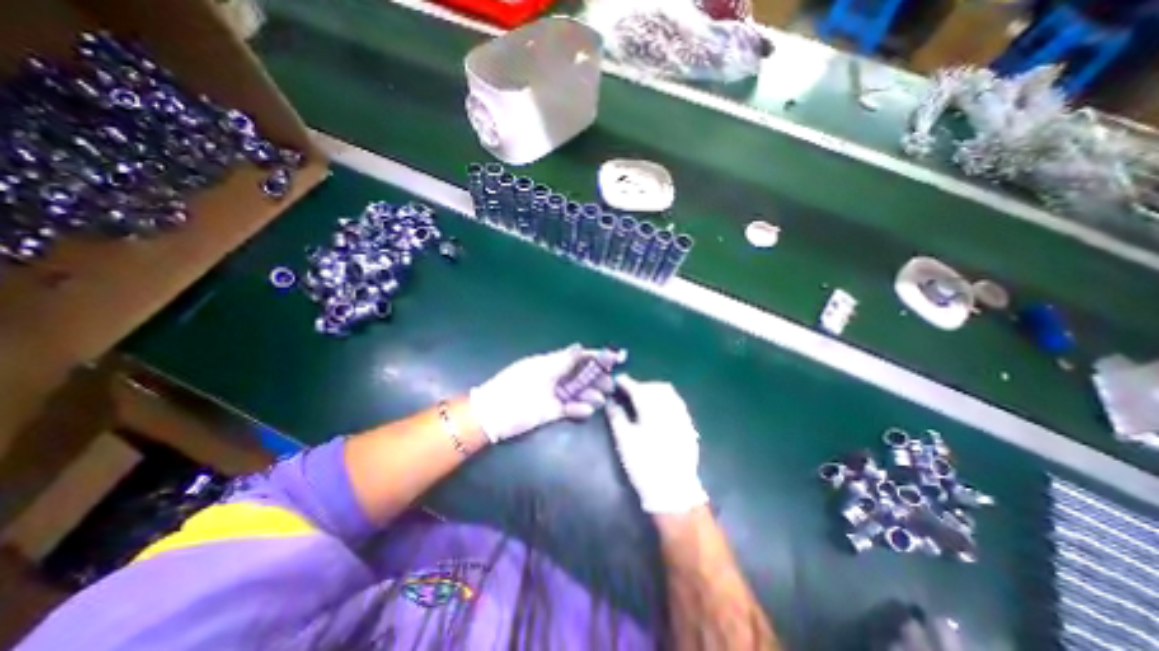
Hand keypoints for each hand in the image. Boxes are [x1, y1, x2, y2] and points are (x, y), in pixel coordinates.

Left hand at [467, 342, 623, 445]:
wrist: (493, 414)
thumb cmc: (516, 386)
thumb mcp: (540, 369)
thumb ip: (562, 360)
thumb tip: (580, 346)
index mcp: (551, 363)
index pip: (578, 357)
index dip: (596, 357)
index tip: (615, 358)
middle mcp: (555, 377)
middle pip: (581, 376)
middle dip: (597, 379)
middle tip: (610, 385)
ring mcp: (554, 395)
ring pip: (578, 393)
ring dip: (590, 395)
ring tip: (600, 400)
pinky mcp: (552, 412)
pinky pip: (570, 409)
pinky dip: (579, 410)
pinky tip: (586, 411)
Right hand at [608, 376, 706, 513]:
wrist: (673, 489)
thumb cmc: (644, 464)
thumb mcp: (624, 440)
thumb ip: (616, 416)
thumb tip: (611, 402)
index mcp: (652, 409)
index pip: (637, 388)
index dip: (626, 382)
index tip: (617, 380)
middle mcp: (670, 407)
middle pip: (655, 387)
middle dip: (641, 385)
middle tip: (628, 392)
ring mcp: (682, 416)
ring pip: (668, 393)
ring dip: (654, 391)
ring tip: (643, 399)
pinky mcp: (689, 426)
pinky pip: (677, 403)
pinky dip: (665, 400)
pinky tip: (658, 411)